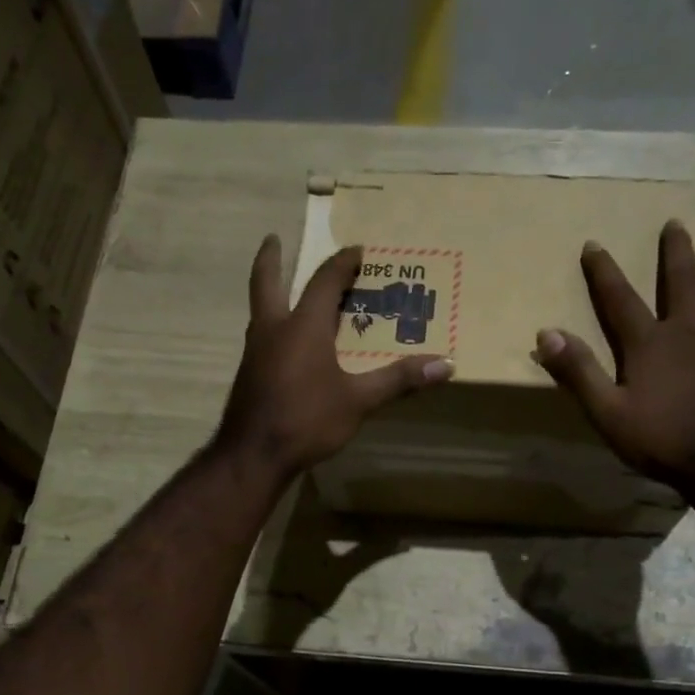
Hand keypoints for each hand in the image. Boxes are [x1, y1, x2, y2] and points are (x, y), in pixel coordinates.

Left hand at [216, 236, 453, 482]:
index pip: (324, 281)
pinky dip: (273, 325)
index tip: (357, 250)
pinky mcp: (249, 375)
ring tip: (284, 290)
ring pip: (260, 310)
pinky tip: (284, 344)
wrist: (253, 455)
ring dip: (271, 293)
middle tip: (273, 238)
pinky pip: (262, 337)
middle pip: (267, 282)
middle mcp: (274, 329)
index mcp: (303, 326)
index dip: (342, 263)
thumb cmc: (307, 420)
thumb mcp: (359, 401)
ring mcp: (256, 352)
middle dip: (271, 258)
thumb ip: (399, 380)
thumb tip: (446, 365)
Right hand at [534, 222, 694, 496]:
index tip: (593, 244)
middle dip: (675, 252)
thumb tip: (547, 333)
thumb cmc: (661, 441)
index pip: (620, 299)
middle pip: (682, 282)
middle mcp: (691, 330)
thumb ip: (578, 372)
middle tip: (675, 223)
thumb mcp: (607, 413)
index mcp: (650, 344)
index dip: (604, 271)